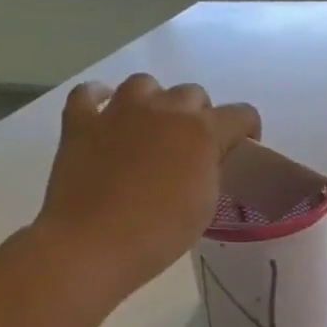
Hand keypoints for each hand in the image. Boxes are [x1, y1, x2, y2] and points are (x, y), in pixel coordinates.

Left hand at [31, 74, 260, 306]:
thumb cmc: (161, 231)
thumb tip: (206, 159)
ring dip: (154, 100)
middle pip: (192, 93)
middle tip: (193, 144)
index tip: (242, 149)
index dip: (247, 130)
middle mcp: (164, 110)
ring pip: (144, 83)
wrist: (94, 243)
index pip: (241, 114)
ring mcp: (118, 112)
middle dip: (199, 113)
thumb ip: (211, 169)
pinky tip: (104, 114)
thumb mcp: (207, 202)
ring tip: (151, 125)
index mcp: (202, 131)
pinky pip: (87, 94)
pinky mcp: (80, 123)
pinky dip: (98, 99)